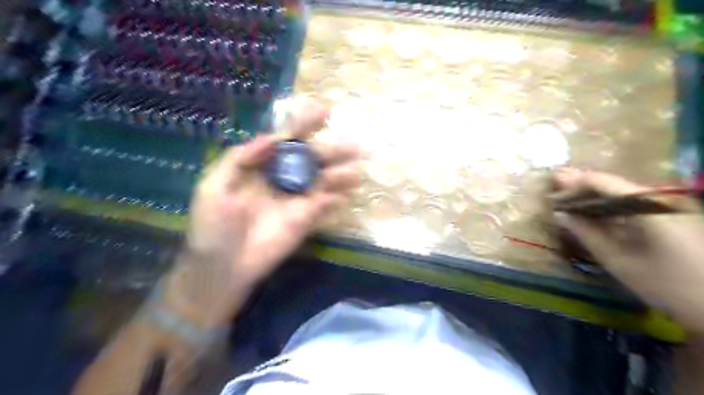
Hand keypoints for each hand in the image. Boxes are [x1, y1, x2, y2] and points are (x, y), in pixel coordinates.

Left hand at [186, 101, 358, 287]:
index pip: (287, 140)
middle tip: (351, 146)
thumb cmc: (213, 226)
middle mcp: (284, 178)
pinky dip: (336, 199)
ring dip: (340, 174)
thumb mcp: (214, 186)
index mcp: (262, 167)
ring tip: (354, 171)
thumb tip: (271, 139)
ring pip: (324, 181)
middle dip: (330, 150)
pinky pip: (325, 205)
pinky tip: (343, 196)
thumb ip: (240, 159)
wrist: (223, 266)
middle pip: (311, 159)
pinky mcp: (307, 219)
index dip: (304, 125)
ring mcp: (297, 199)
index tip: (324, 111)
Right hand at [556, 167, 702, 332]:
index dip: (572, 186)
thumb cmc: (666, 286)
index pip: (601, 182)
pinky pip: (633, 204)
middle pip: (612, 184)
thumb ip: (586, 233)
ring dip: (593, 198)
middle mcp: (661, 198)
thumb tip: (560, 214)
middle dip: (580, 190)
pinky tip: (594, 216)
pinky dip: (610, 208)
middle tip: (556, 199)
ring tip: (569, 206)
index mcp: (649, 205)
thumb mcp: (617, 260)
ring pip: (621, 193)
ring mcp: (670, 206)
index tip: (552, 199)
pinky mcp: (674, 217)